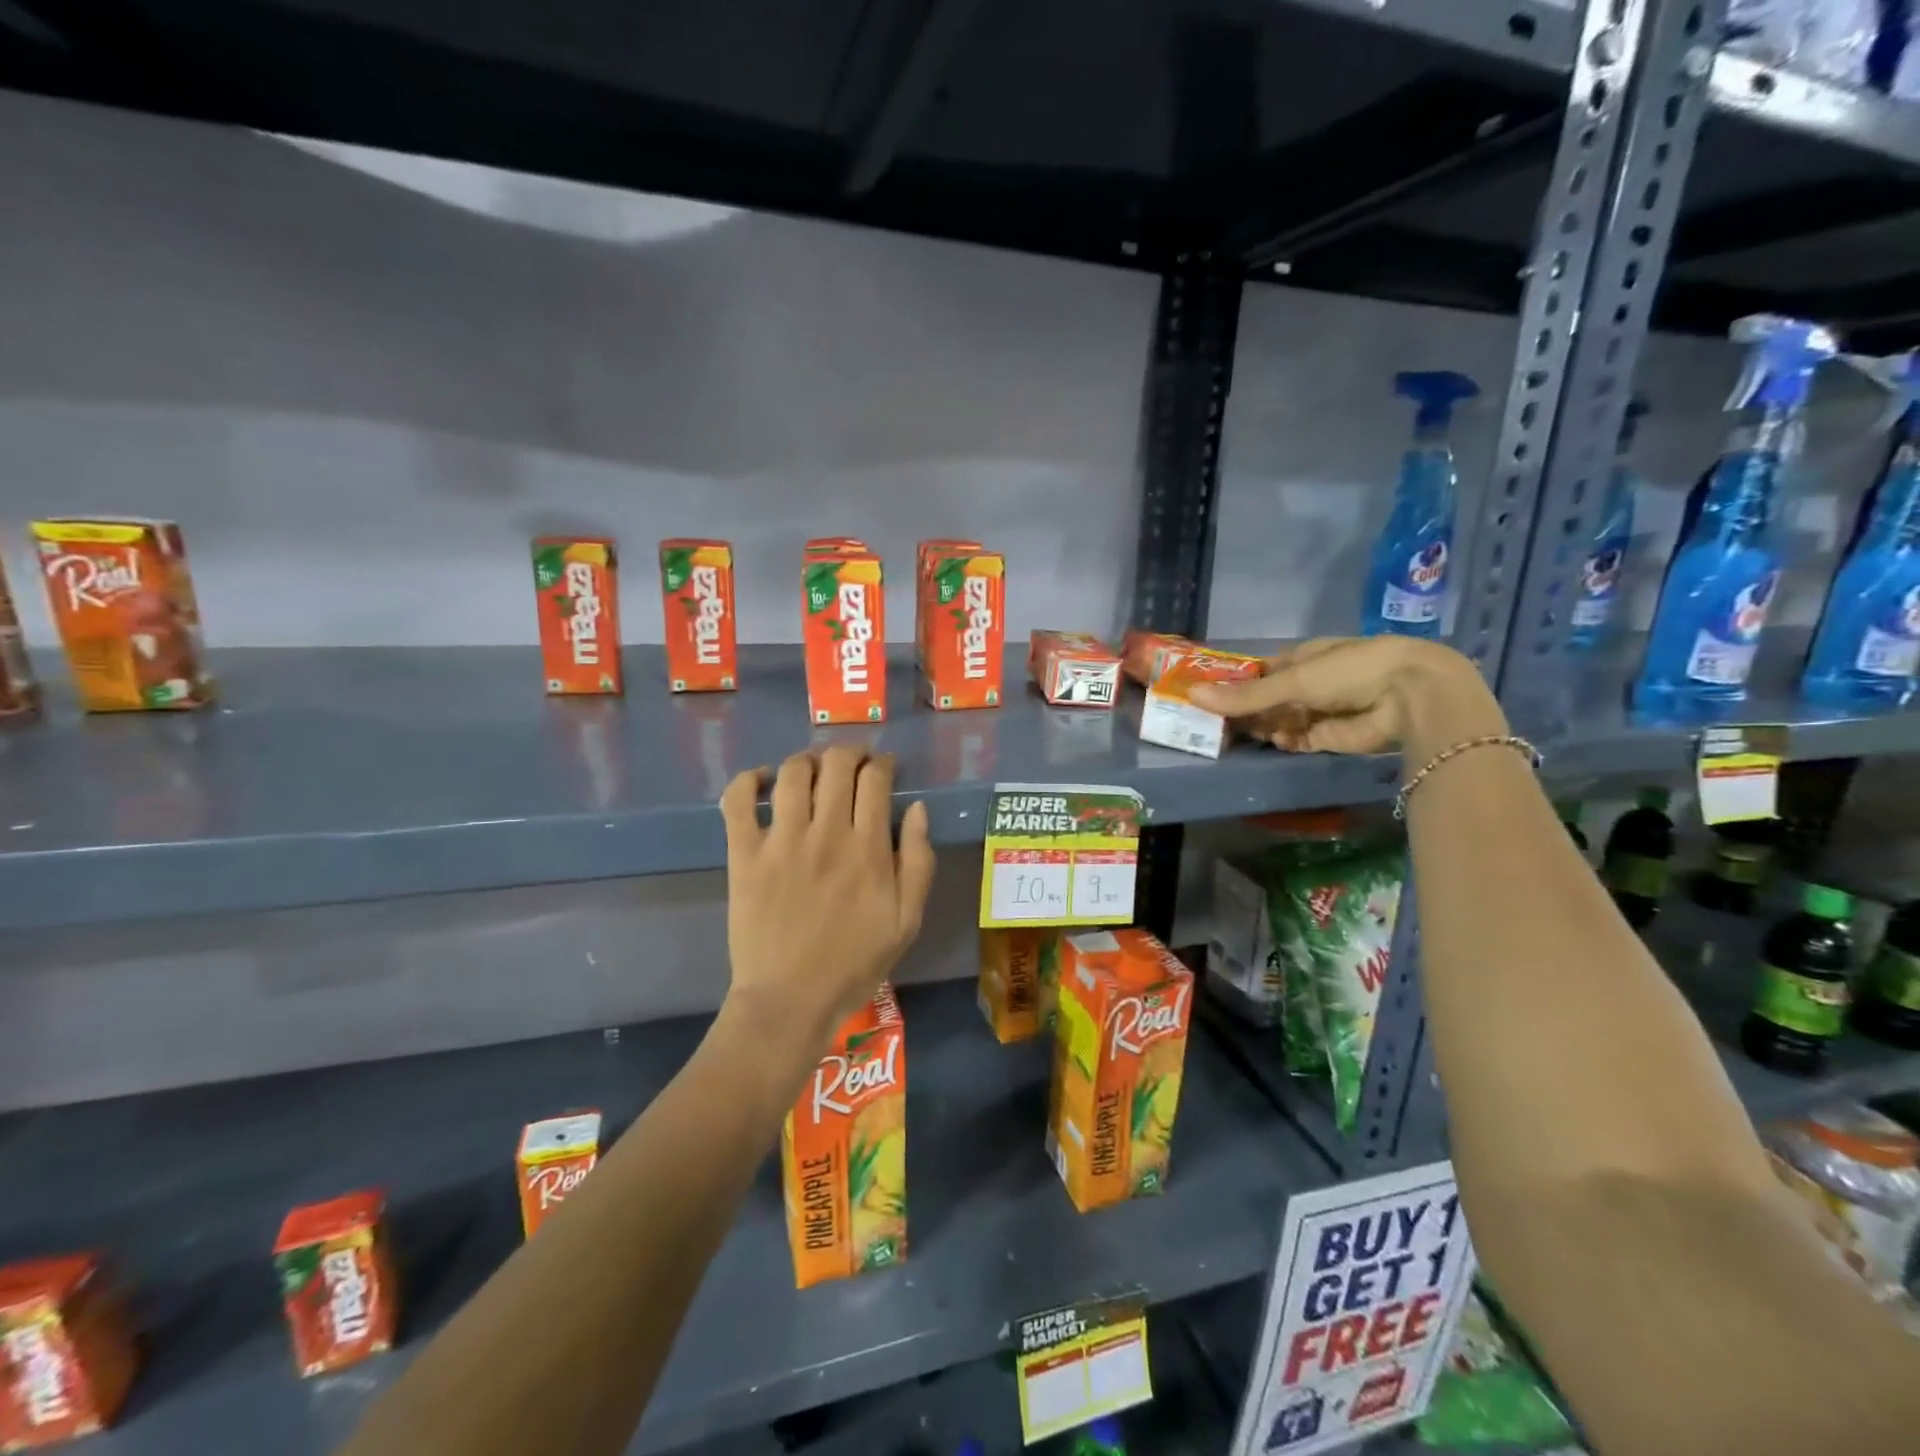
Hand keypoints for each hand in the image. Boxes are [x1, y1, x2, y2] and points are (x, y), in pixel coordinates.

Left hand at [719, 747, 935, 1046]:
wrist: (790, 1000)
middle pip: (836, 765)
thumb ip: (918, 861)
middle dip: (849, 753)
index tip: (883, 768)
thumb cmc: (855, 962)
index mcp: (868, 849)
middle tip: (852, 763)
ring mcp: (781, 842)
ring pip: (793, 773)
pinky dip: (750, 780)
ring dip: (807, 760)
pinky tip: (764, 781)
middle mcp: (826, 834)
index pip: (875, 779)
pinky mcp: (744, 854)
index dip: (881, 763)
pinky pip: (738, 800)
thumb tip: (917, 808)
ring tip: (813, 770)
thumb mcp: (908, 920)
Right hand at [1188, 637, 1502, 758]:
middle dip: (1245, 709)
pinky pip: (1297, 739)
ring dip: (1262, 726)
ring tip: (1236, 734)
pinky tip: (1275, 741)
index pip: (1262, 671)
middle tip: (1213, 722)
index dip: (1236, 683)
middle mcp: (1311, 682)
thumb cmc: (1351, 671)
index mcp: (1304, 657)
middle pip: (1268, 698)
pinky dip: (1285, 741)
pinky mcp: (1329, 737)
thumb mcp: (1293, 679)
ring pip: (1279, 721)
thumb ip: (1245, 695)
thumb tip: (1192, 696)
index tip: (1208, 695)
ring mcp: (1320, 710)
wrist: (1410, 698)